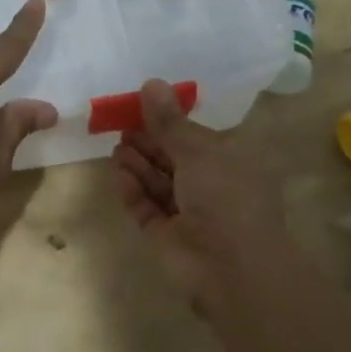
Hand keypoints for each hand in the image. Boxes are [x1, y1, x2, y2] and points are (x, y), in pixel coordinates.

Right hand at [111, 79, 289, 297]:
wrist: (233, 269)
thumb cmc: (225, 197)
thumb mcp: (198, 150)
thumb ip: (169, 121)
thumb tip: (150, 82)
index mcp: (230, 160)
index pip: (196, 135)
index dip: (170, 120)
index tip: (140, 105)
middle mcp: (211, 185)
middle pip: (173, 157)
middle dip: (148, 141)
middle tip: (120, 124)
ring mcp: (188, 213)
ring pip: (158, 182)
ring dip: (138, 163)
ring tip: (116, 147)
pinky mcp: (167, 236)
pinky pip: (146, 207)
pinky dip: (132, 190)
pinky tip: (118, 172)